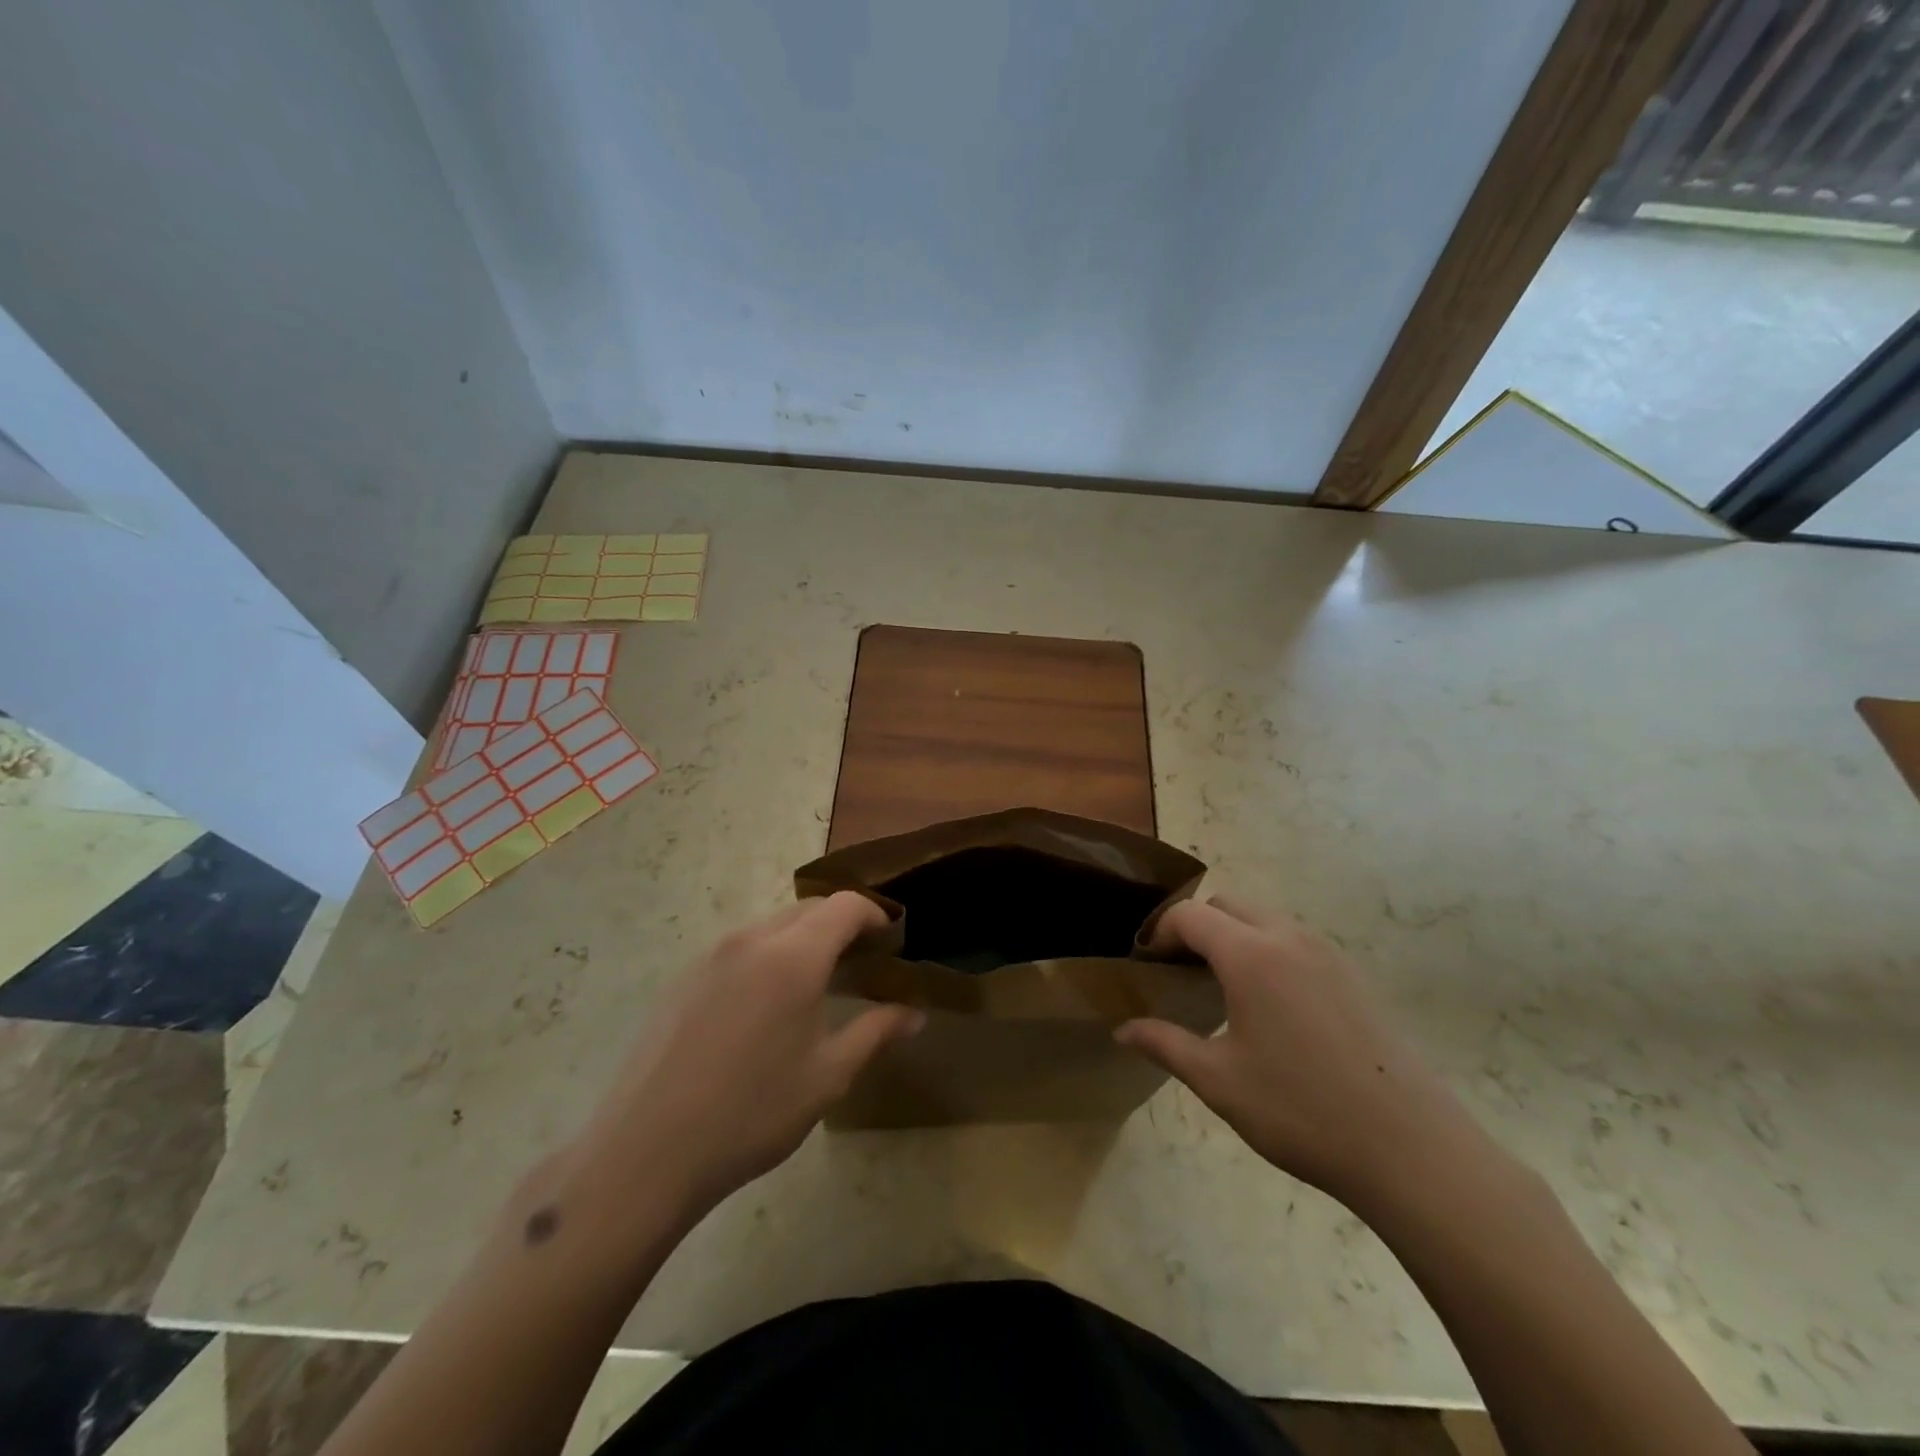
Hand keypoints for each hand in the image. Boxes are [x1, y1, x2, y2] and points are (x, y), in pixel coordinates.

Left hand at [570, 893, 922, 1219]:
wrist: (646, 1152)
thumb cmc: (752, 1113)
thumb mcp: (827, 1076)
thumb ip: (875, 1032)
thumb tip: (914, 1014)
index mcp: (793, 956)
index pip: (845, 906)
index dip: (874, 916)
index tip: (890, 942)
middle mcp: (752, 940)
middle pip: (808, 909)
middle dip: (840, 924)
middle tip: (860, 963)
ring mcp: (711, 956)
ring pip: (771, 925)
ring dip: (802, 939)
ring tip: (815, 984)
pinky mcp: (683, 977)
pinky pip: (739, 948)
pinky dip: (767, 955)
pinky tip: (763, 1007)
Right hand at [1116, 897, 1483, 1210]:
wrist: (1412, 1149)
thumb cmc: (1301, 1111)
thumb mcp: (1219, 1080)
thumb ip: (1164, 1044)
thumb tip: (1121, 1029)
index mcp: (1251, 955)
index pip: (1190, 916)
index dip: (1159, 932)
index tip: (1146, 964)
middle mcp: (1289, 938)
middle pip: (1228, 906)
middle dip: (1196, 927)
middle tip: (1180, 972)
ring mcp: (1329, 954)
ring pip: (1266, 920)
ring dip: (1234, 937)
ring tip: (1222, 988)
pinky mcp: (1355, 977)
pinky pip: (1297, 942)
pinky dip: (1269, 952)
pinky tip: (1272, 1007)